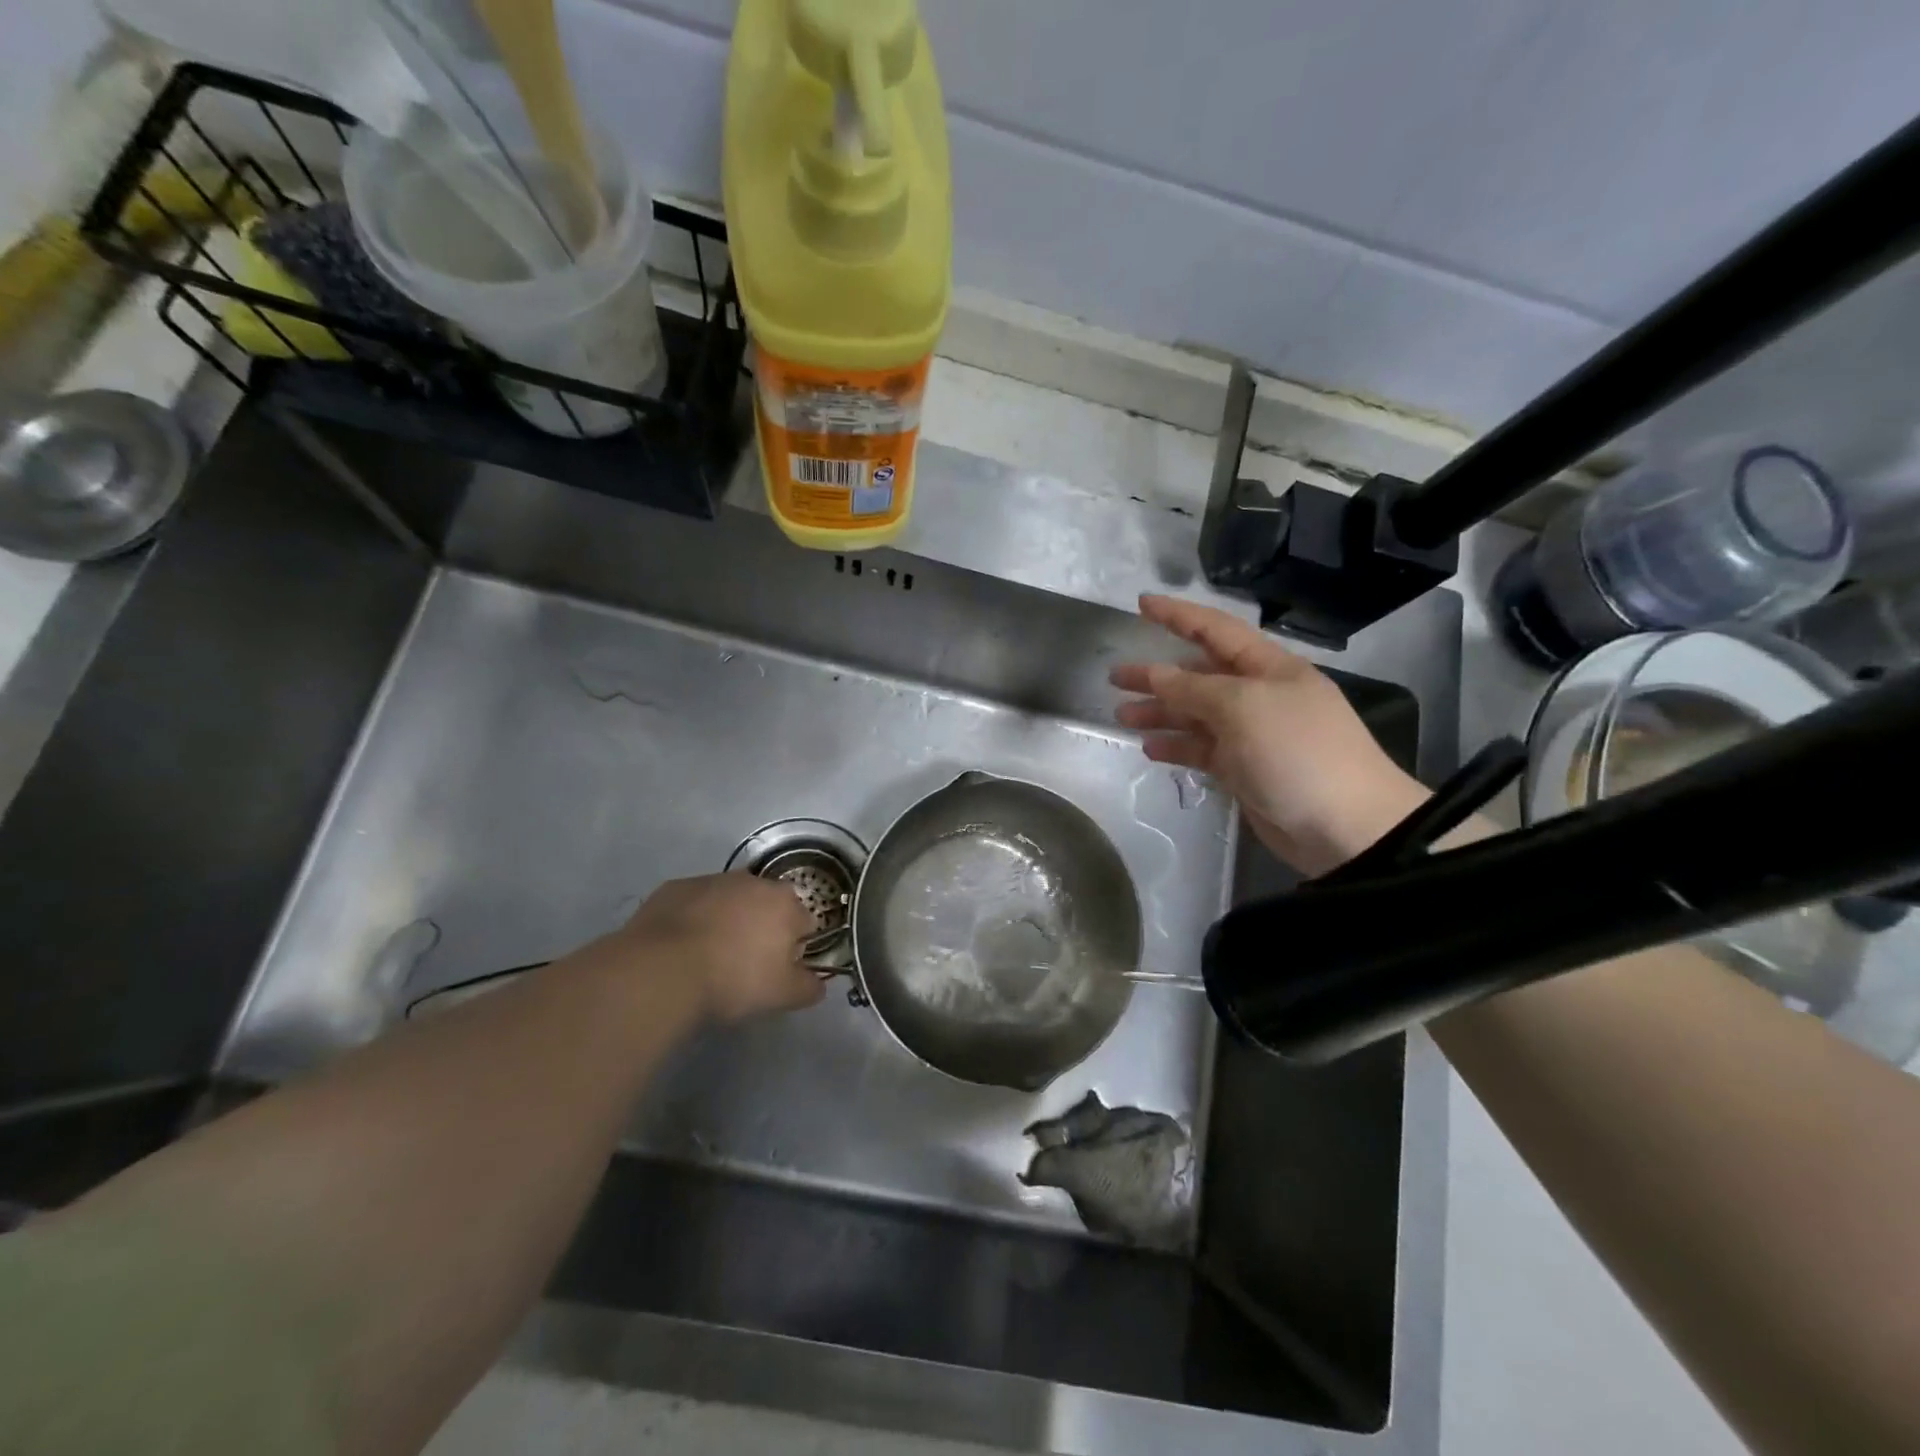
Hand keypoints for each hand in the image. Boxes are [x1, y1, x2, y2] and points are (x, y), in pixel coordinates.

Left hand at [608, 873, 823, 1022]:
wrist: (661, 970)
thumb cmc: (732, 980)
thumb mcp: (781, 995)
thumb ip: (808, 987)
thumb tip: (818, 983)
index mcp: (785, 904)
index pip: (804, 922)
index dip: (795, 947)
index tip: (777, 970)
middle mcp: (754, 882)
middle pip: (767, 905)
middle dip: (762, 928)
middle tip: (744, 963)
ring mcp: (712, 880)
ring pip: (730, 900)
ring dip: (728, 920)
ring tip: (709, 956)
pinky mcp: (676, 887)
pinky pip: (695, 902)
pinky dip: (694, 918)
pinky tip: (681, 947)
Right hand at [1110, 595, 1428, 875]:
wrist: (1346, 826)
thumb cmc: (1296, 751)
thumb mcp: (1242, 707)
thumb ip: (1193, 688)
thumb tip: (1155, 673)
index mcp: (1268, 667)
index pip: (1215, 629)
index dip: (1178, 615)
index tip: (1141, 604)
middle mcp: (1259, 695)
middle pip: (1199, 674)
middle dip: (1158, 673)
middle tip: (1115, 677)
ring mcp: (1252, 734)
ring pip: (1196, 715)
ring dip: (1160, 712)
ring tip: (1122, 717)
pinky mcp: (1245, 770)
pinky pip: (1203, 749)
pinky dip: (1177, 747)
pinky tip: (1150, 749)